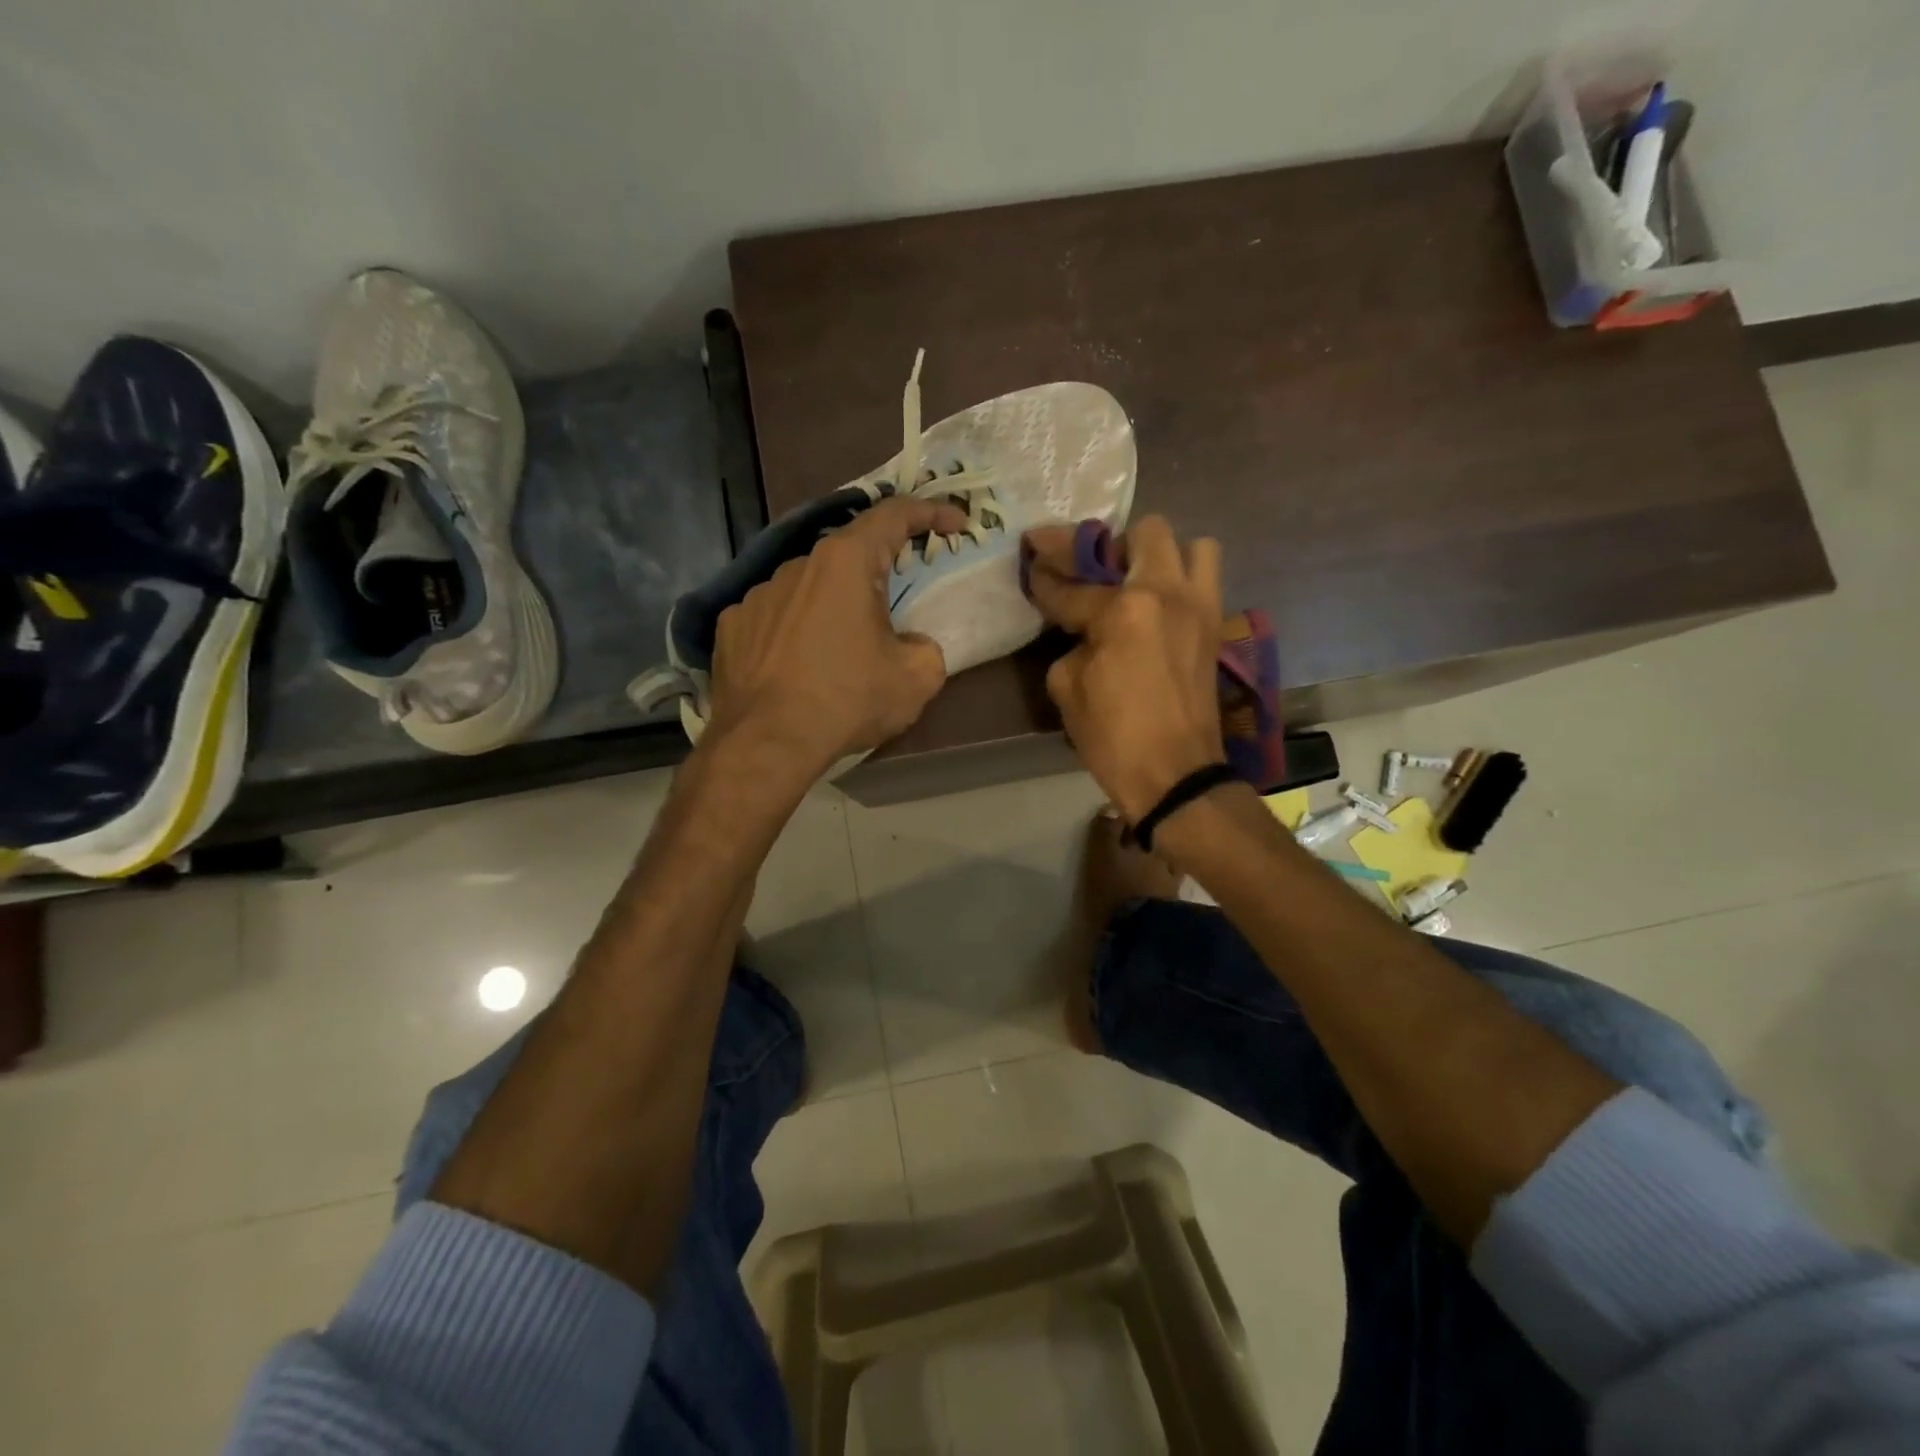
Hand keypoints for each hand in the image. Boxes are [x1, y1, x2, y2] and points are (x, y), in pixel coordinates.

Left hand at [706, 495, 967, 783]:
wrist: (766, 743)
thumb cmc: (847, 700)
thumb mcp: (916, 678)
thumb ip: (926, 647)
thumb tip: (909, 644)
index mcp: (846, 562)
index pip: (894, 514)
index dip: (931, 512)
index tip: (955, 523)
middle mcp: (797, 564)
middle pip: (848, 554)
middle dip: (878, 572)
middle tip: (897, 604)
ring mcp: (758, 594)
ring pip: (808, 587)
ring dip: (832, 605)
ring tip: (841, 650)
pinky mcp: (732, 625)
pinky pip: (775, 617)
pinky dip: (794, 630)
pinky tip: (799, 664)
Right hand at [1024, 516, 1227, 822]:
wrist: (1175, 775)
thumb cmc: (1113, 736)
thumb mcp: (1067, 687)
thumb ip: (1071, 642)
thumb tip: (1083, 629)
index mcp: (1125, 609)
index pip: (1074, 584)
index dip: (1046, 576)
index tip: (1032, 563)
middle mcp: (1168, 593)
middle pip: (1145, 533)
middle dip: (1111, 546)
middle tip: (1091, 571)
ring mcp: (1200, 607)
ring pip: (1192, 545)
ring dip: (1161, 555)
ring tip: (1137, 582)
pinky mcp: (1216, 626)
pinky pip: (1205, 580)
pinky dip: (1181, 581)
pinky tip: (1156, 608)